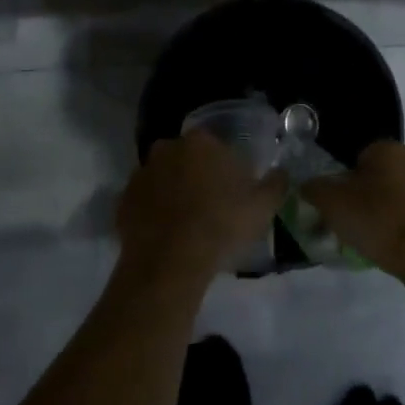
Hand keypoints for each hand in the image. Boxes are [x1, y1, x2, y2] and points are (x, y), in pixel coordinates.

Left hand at [116, 130, 283, 292]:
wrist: (170, 262)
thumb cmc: (221, 225)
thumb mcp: (263, 207)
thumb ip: (276, 184)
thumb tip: (281, 172)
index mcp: (201, 142)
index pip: (216, 145)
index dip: (225, 167)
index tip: (233, 190)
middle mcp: (167, 148)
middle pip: (187, 158)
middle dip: (196, 174)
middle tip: (210, 204)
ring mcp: (141, 173)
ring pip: (163, 177)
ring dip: (172, 191)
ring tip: (186, 222)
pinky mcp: (123, 200)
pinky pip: (143, 201)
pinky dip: (152, 212)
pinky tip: (165, 233)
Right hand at [302, 141, 404, 285]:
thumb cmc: (380, 222)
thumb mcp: (333, 204)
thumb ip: (315, 188)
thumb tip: (307, 184)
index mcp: (389, 148)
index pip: (358, 158)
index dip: (345, 182)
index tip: (341, 206)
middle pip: (381, 175)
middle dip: (369, 194)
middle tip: (355, 223)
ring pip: (401, 194)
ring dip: (390, 209)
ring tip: (377, 239)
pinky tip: (399, 246)